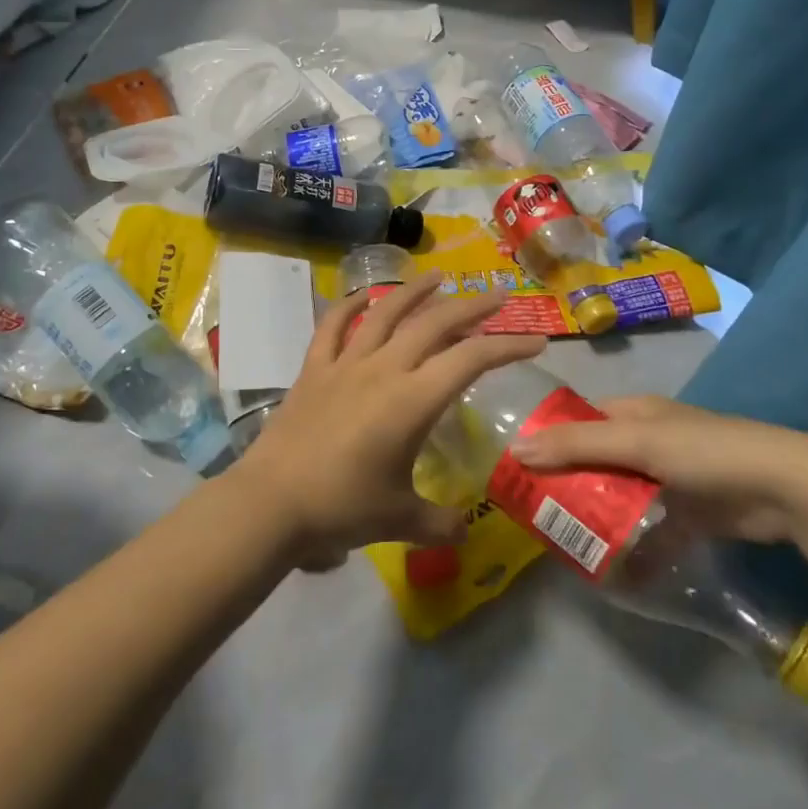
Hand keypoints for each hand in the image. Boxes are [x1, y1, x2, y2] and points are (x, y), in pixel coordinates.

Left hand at [231, 273, 545, 561]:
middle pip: (434, 324)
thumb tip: (463, 530)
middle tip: (496, 295)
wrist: (271, 502)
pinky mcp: (314, 368)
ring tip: (438, 278)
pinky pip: (333, 326)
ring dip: (415, 291)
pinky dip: (348, 305)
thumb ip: (439, 523)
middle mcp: (383, 369)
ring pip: (385, 313)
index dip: (507, 347)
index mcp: (412, 400)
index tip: (535, 341)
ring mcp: (345, 363)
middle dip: (471, 307)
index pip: (470, 360)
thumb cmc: (342, 508)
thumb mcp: (400, 520)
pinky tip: (362, 296)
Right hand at [507, 394, 807, 543]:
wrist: (783, 488)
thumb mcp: (635, 442)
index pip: (579, 420)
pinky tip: (611, 571)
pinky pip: (650, 531)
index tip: (517, 465)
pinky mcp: (689, 514)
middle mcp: (647, 440)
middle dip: (568, 483)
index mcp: (633, 412)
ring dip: (597, 517)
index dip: (548, 438)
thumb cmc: (702, 451)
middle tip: (532, 510)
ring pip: (620, 496)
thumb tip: (516, 449)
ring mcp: (669, 479)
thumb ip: (577, 446)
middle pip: (595, 460)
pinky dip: (633, 548)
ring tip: (561, 541)